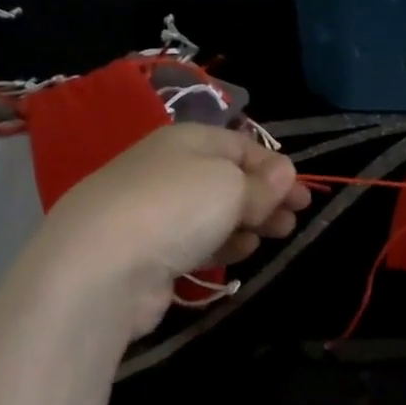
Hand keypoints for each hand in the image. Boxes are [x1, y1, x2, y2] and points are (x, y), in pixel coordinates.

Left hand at [34, 124, 307, 337]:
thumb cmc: (177, 207)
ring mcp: (155, 210)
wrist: (103, 264)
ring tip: (274, 236)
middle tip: (293, 220)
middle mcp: (168, 168)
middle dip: (266, 198)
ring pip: (213, 212)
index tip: (302, 194)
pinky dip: (221, 244)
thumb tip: (285, 171)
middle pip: (228, 179)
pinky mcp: (149, 250)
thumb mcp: (231, 186)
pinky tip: (240, 253)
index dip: (275, 168)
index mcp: (187, 140)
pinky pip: (195, 240)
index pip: (241, 145)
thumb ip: (262, 184)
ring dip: (247, 222)